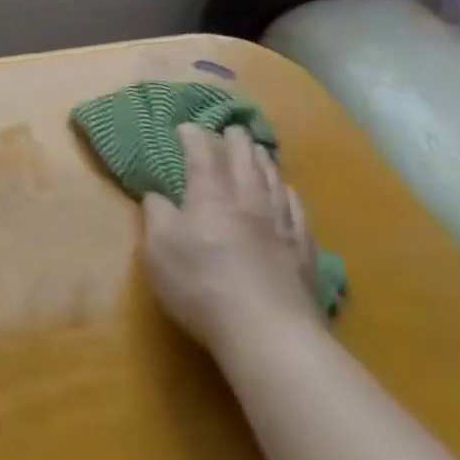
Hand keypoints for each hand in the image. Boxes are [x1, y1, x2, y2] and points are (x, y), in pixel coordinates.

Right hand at [140, 123, 326, 355]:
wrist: (268, 334)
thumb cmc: (201, 285)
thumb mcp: (158, 250)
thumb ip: (156, 216)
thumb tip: (157, 196)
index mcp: (210, 198)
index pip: (201, 156)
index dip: (193, 138)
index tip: (185, 126)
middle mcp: (248, 203)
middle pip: (244, 162)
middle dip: (236, 141)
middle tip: (232, 127)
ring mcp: (281, 228)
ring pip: (274, 183)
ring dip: (264, 162)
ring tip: (260, 150)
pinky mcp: (303, 255)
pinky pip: (297, 213)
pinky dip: (290, 196)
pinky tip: (289, 194)